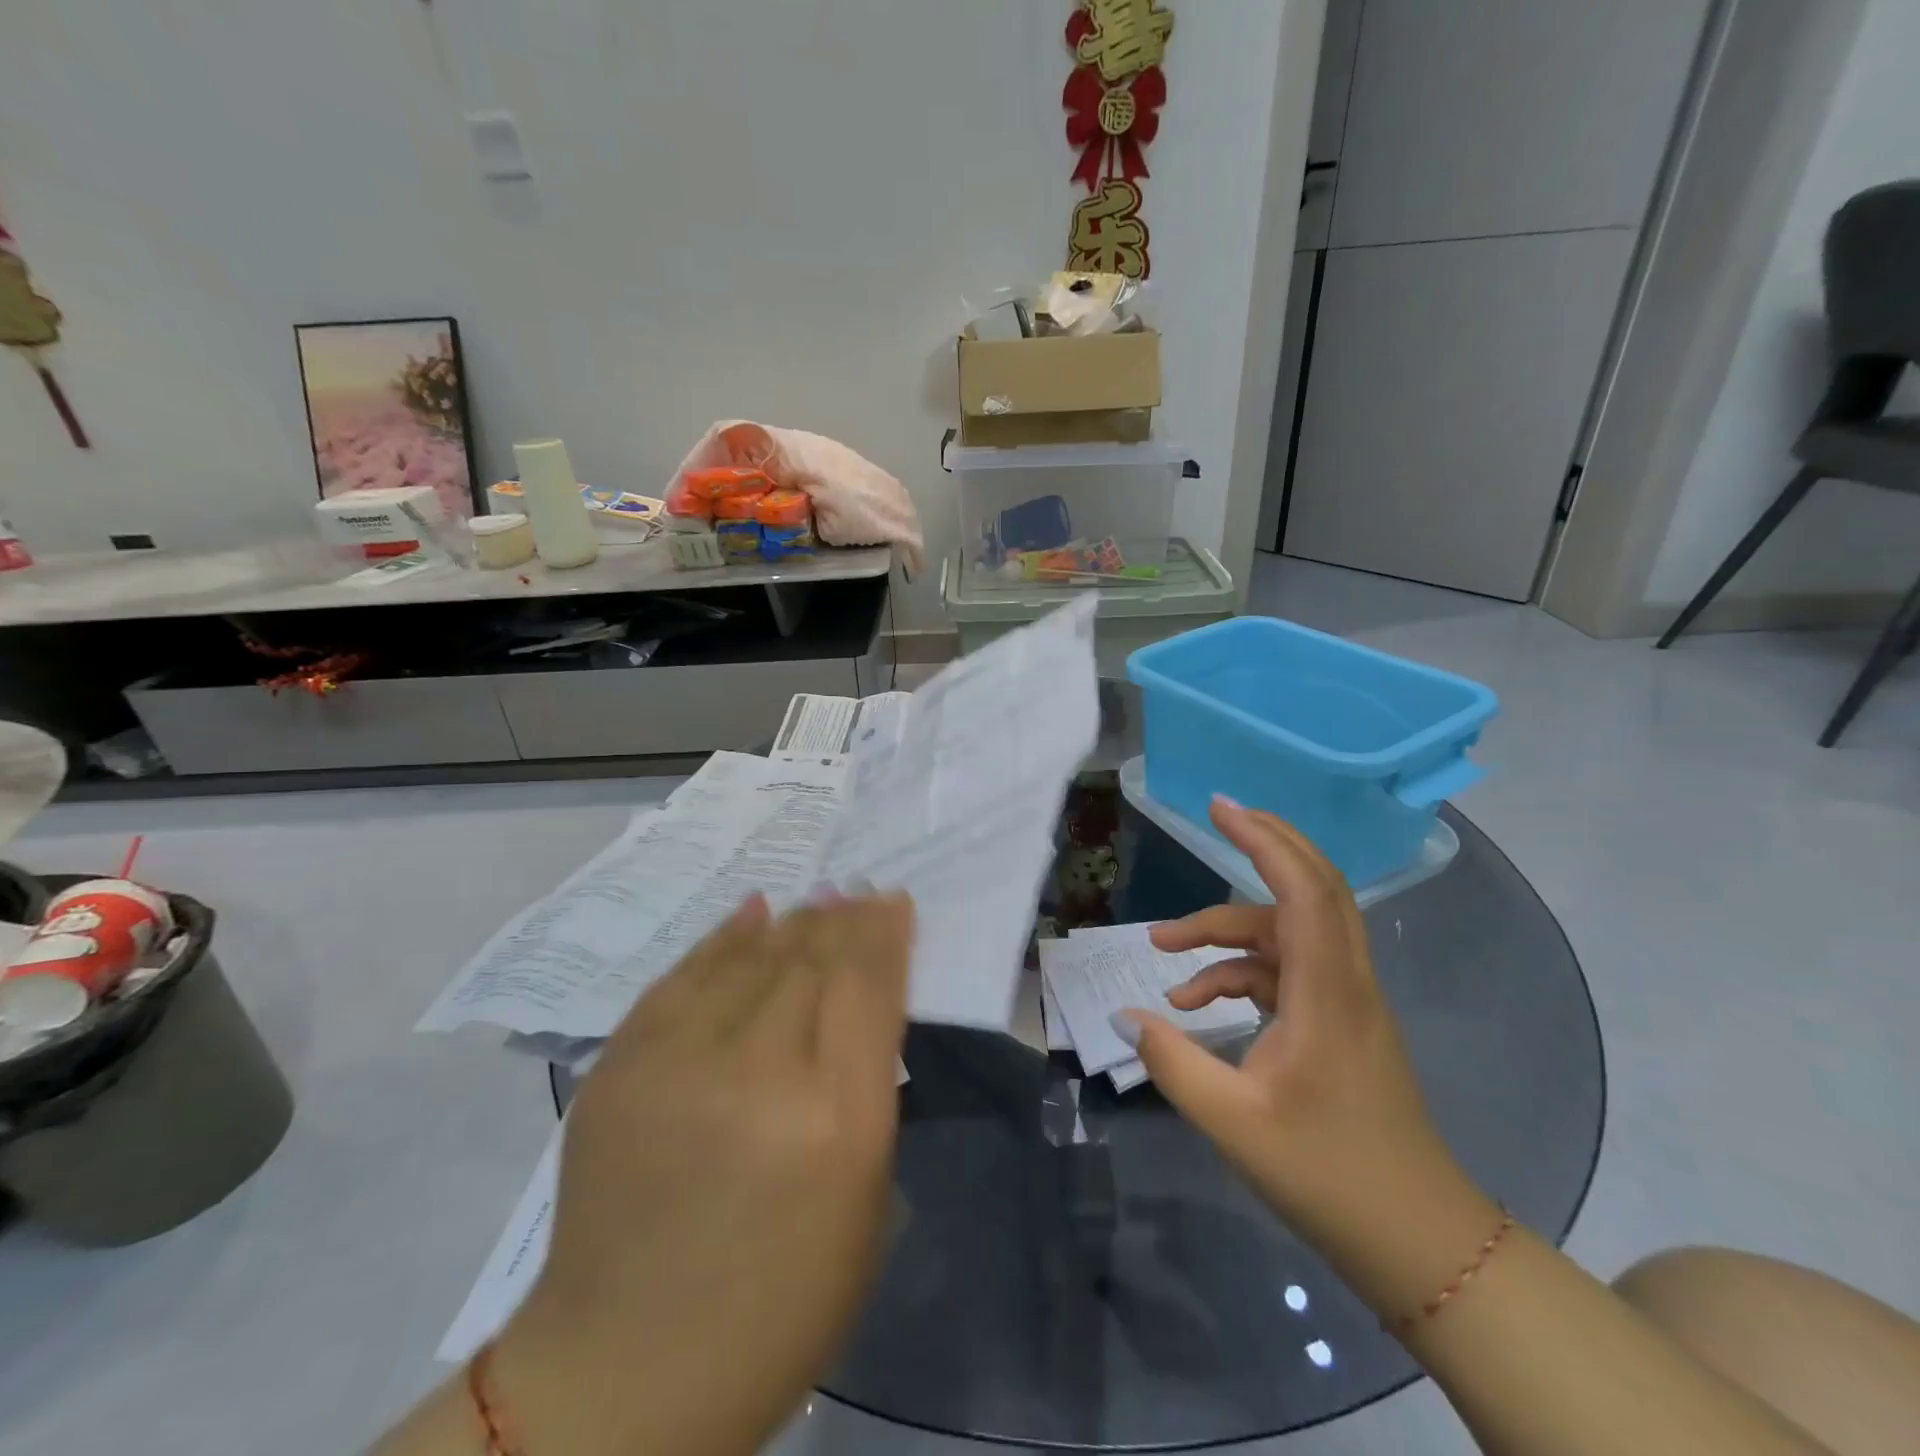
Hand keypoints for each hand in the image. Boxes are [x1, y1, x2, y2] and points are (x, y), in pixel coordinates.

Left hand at [495, 890, 915, 1455]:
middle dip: (844, 920)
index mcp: (835, 1118)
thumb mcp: (864, 1198)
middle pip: (812, 960)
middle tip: (860, 892)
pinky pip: (685, 975)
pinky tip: (754, 912)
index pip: (867, 986)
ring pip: (752, 957)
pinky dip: (726, 938)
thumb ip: (867, 1085)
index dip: (884, 934)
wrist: (624, 1372)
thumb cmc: (781, 1301)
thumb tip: (862, 998)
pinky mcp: (622, 1064)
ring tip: (820, 900)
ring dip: (794, 923)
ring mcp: (680, 1062)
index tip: (895, 902)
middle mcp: (759, 1072)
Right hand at [1120, 797, 1465, 1250]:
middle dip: (1266, 845)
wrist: (1418, 1242)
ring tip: (1162, 947)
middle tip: (1218, 815)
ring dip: (1225, 931)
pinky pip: (1283, 973)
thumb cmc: (1330, 1177)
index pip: (1304, 890)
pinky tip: (1194, 1004)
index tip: (1220, 808)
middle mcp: (1344, 981)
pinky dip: (1237, 973)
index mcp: (1328, 992)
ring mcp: (1344, 1001)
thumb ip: (1172, 1062)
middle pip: (1313, 887)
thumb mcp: (1233, 1122)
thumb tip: (1124, 1016)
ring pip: (1285, 933)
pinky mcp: (1337, 1023)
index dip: (1264, 840)